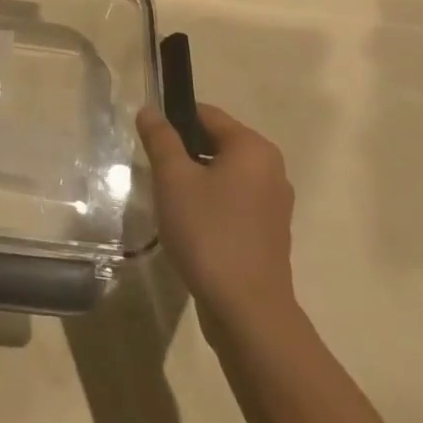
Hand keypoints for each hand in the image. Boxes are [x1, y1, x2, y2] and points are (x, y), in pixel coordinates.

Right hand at [137, 103, 294, 326]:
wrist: (247, 312)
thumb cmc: (208, 232)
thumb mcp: (173, 178)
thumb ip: (160, 139)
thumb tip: (150, 110)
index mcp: (253, 148)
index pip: (206, 114)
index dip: (173, 120)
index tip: (149, 141)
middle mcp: (271, 169)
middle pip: (217, 143)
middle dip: (184, 153)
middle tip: (156, 173)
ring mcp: (274, 204)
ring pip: (224, 175)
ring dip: (196, 181)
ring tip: (169, 202)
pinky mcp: (269, 234)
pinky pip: (234, 202)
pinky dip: (211, 204)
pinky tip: (190, 226)